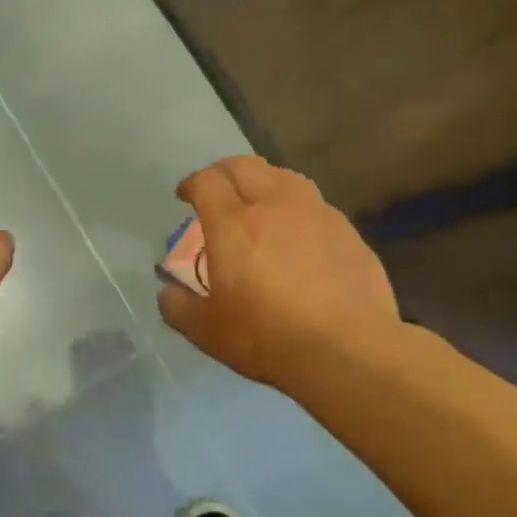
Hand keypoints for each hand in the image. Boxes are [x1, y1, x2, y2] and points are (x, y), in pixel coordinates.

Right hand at [158, 156, 399, 390]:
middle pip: (246, 166)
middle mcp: (274, 206)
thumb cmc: (266, 336)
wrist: (348, 350)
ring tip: (259, 203)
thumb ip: (178, 306)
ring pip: (285, 177)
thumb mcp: (205, 331)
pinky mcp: (348, 233)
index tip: (184, 196)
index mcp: (232, 223)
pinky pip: (315, 206)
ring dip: (264, 182)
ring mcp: (317, 215)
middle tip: (217, 190)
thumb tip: (168, 292)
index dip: (191, 184)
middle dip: (224, 172)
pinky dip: (297, 209)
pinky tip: (298, 234)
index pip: (207, 181)